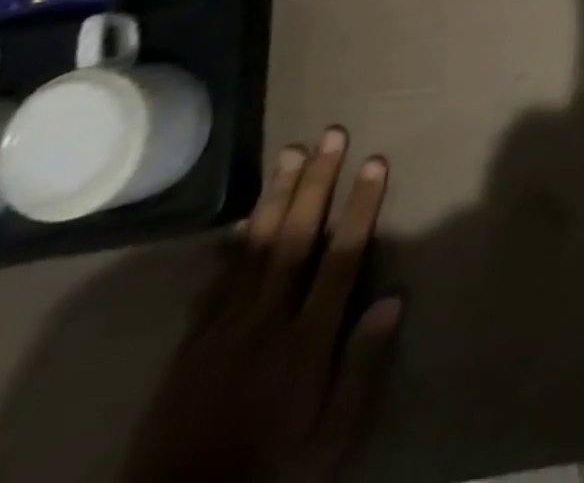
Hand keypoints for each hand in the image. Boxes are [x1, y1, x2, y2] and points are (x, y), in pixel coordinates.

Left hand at [126, 128, 400, 482]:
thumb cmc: (271, 474)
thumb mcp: (330, 441)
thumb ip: (360, 369)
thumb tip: (393, 298)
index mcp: (305, 342)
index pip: (340, 258)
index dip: (360, 207)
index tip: (375, 163)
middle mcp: (264, 324)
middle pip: (296, 239)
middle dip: (317, 182)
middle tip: (331, 135)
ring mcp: (221, 333)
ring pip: (255, 249)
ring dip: (277, 196)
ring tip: (291, 153)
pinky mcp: (190, 348)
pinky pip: (215, 284)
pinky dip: (232, 245)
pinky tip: (245, 218)